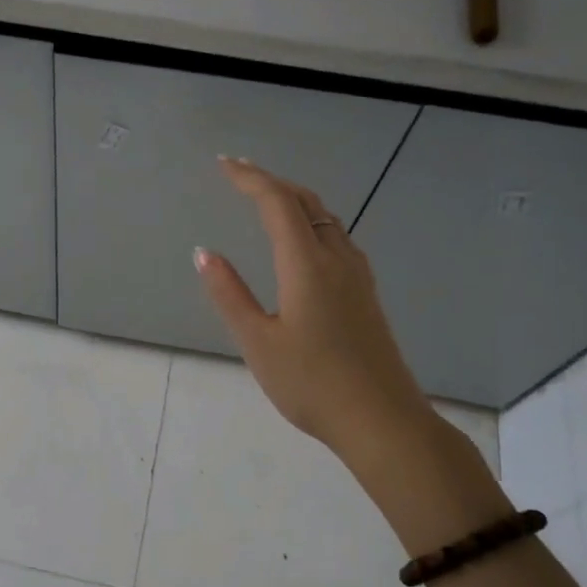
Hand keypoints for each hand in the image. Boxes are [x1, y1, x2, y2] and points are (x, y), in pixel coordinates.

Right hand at [195, 158, 431, 466]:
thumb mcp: (258, 342)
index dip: (250, 178)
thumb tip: (204, 253)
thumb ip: (230, 294)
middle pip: (307, 202)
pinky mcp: (366, 295)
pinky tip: (302, 242)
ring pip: (326, 219)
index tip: (223, 165)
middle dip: (272, 182)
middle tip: (240, 175)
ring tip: (266, 200)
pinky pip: (337, 239)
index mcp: (307, 265)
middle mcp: (337, 259)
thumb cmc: (312, 384)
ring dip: (295, 200)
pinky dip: (311, 222)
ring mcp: (358, 277)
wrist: (383, 421)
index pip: (278, 203)